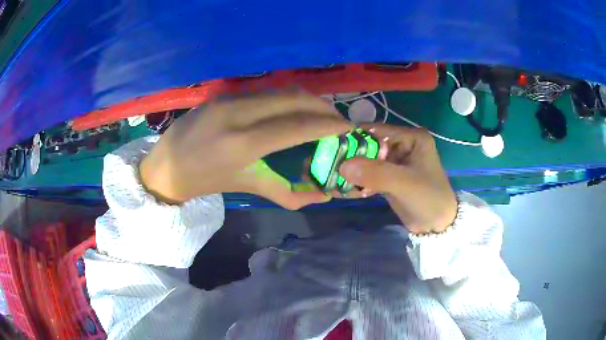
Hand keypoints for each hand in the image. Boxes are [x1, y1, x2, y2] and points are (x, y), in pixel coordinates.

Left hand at [140, 92, 352, 208]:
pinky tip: (291, 110)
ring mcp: (230, 98)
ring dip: (305, 100)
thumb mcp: (246, 186)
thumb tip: (322, 194)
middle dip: (322, 107)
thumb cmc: (206, 181)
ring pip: (280, 91)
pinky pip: (265, 91)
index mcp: (242, 143)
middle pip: (293, 99)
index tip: (347, 127)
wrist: (167, 165)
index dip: (327, 125)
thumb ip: (287, 191)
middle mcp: (238, 114)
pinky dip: (286, 99)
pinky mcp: (225, 93)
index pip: (296, 126)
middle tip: (336, 119)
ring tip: (318, 114)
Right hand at [339, 125, 456, 233]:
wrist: (437, 225)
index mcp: (411, 137)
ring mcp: (396, 162)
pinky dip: (359, 180)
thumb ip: (376, 173)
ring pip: (368, 160)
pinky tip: (346, 187)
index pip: (377, 130)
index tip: (332, 148)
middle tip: (331, 166)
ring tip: (335, 177)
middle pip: (370, 145)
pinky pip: (370, 174)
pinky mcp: (390, 177)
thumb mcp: (404, 183)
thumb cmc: (428, 198)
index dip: (355, 138)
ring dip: (353, 169)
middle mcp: (403, 145)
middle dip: (352, 156)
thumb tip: (343, 165)